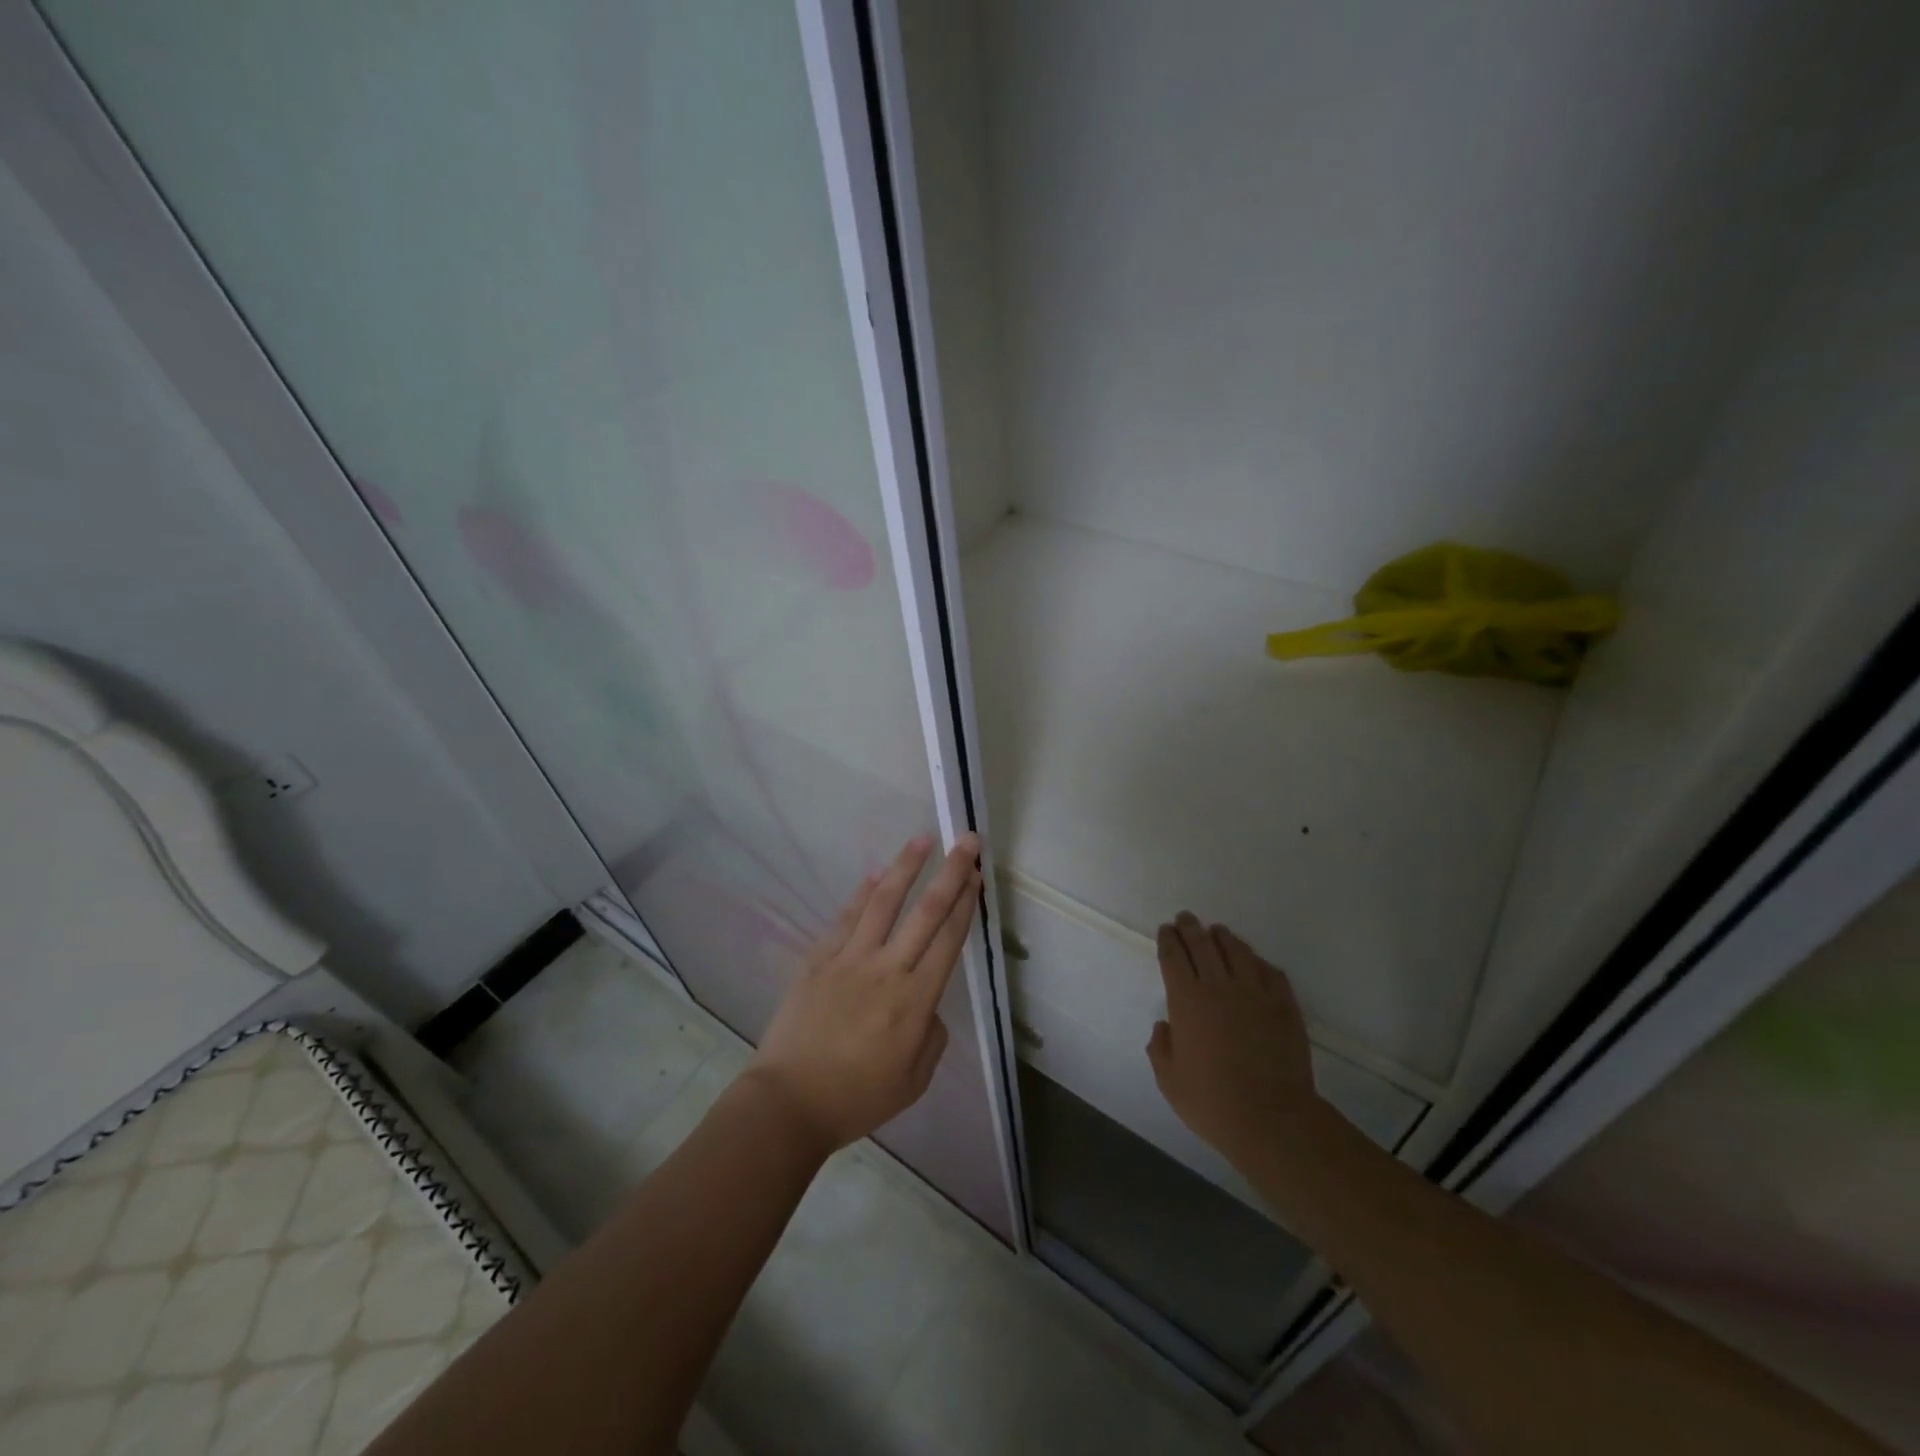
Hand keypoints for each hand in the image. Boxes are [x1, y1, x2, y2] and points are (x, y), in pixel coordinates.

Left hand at [747, 834, 980, 1153]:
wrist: (789, 1102)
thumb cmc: (856, 1098)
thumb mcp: (914, 1081)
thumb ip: (932, 1036)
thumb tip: (927, 1005)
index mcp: (915, 1002)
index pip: (948, 940)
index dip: (965, 904)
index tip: (976, 876)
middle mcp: (887, 970)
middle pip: (926, 911)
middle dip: (950, 873)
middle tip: (966, 841)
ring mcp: (850, 959)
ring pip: (883, 902)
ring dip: (905, 867)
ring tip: (922, 840)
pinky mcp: (819, 959)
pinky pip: (846, 917)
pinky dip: (862, 893)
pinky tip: (876, 875)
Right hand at [1147, 913, 1326, 1171]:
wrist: (1271, 1118)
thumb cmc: (1211, 1101)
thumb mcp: (1168, 1080)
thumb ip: (1160, 1047)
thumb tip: (1165, 1026)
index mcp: (1186, 1000)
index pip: (1173, 956)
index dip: (1168, 940)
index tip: (1166, 930)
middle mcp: (1219, 986)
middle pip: (1203, 944)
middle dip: (1191, 928)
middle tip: (1186, 919)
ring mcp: (1255, 993)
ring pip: (1237, 951)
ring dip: (1223, 937)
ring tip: (1218, 932)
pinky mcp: (1284, 1005)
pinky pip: (1270, 972)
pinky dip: (1258, 962)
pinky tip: (1254, 962)